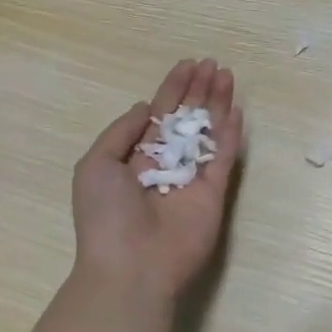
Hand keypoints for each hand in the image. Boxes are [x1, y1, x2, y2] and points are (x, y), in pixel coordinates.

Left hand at [72, 59, 244, 302]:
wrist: (132, 266)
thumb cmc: (107, 216)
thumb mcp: (95, 165)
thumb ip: (122, 132)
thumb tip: (146, 108)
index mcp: (136, 158)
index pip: (159, 115)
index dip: (173, 89)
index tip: (188, 65)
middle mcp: (166, 164)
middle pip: (187, 119)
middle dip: (199, 91)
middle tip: (213, 65)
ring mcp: (192, 178)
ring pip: (208, 133)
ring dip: (217, 105)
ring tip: (227, 76)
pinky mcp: (214, 194)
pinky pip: (223, 159)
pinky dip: (230, 135)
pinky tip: (236, 111)